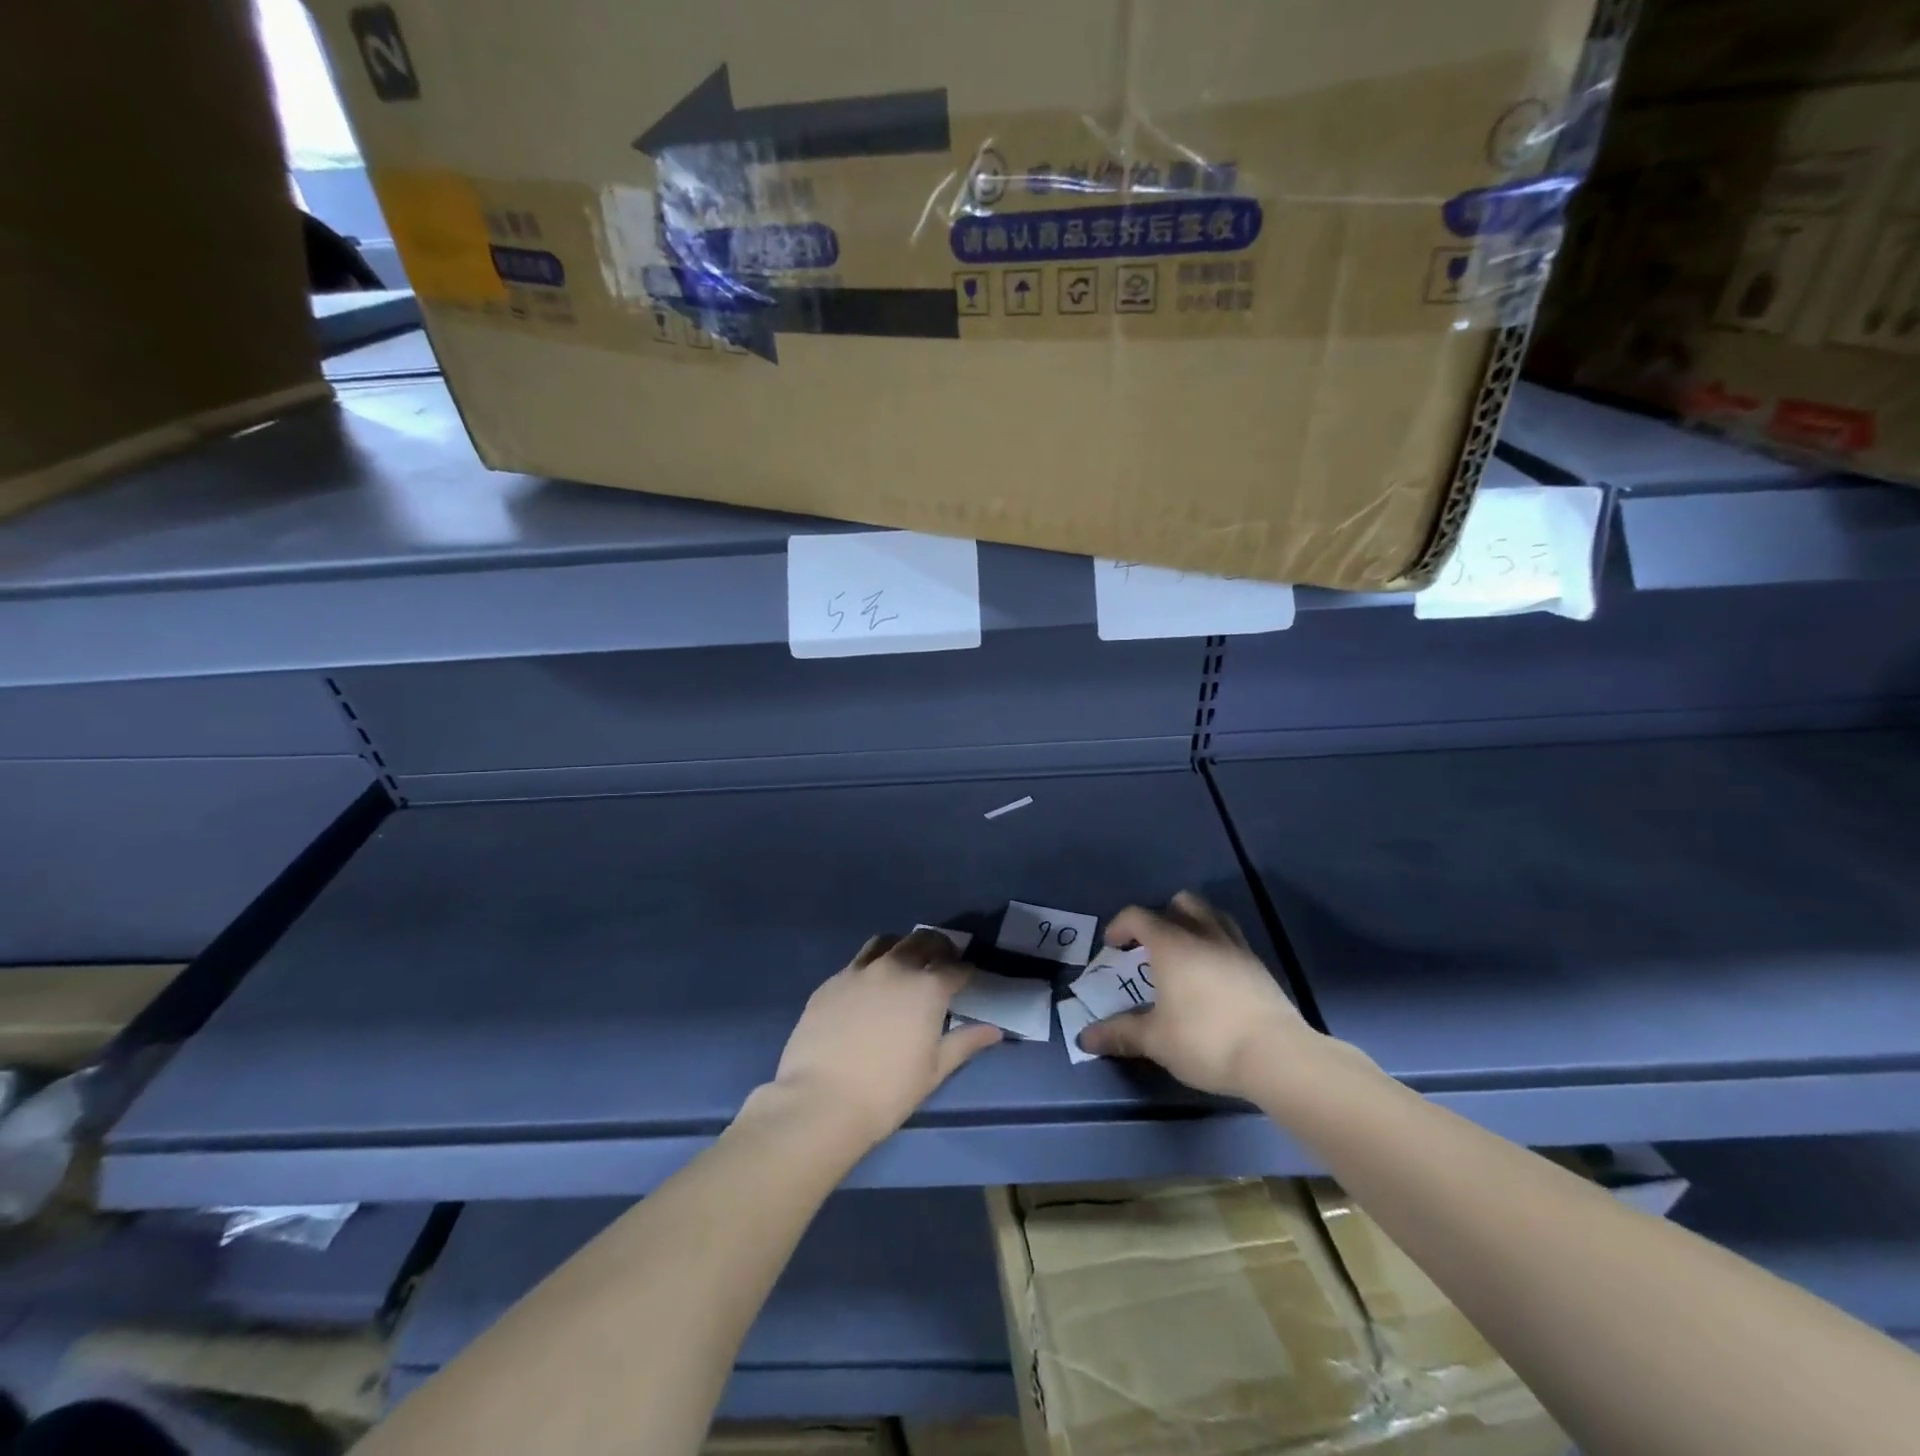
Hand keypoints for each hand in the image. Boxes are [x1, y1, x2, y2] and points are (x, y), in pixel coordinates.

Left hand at [770, 928, 1001, 1150]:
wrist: (821, 1101)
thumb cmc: (887, 1091)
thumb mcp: (934, 1071)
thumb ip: (965, 1043)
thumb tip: (994, 1030)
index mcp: (926, 988)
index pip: (956, 968)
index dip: (966, 971)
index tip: (968, 978)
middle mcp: (894, 968)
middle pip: (922, 941)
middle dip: (938, 947)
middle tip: (942, 960)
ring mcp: (859, 971)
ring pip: (886, 942)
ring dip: (901, 947)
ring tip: (904, 963)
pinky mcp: (831, 982)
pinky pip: (856, 963)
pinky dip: (870, 966)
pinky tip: (868, 988)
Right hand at [1078, 891, 1316, 1099]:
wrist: (1277, 1057)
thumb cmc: (1206, 1040)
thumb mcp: (1156, 1040)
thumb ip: (1120, 1034)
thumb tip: (1084, 1038)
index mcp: (1172, 944)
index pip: (1138, 916)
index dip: (1120, 926)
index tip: (1112, 946)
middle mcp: (1204, 935)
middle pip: (1182, 902)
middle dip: (1162, 915)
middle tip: (1151, 945)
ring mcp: (1237, 947)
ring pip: (1213, 916)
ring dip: (1194, 925)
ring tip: (1184, 954)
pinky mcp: (1259, 967)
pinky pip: (1232, 940)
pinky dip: (1216, 946)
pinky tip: (1212, 977)